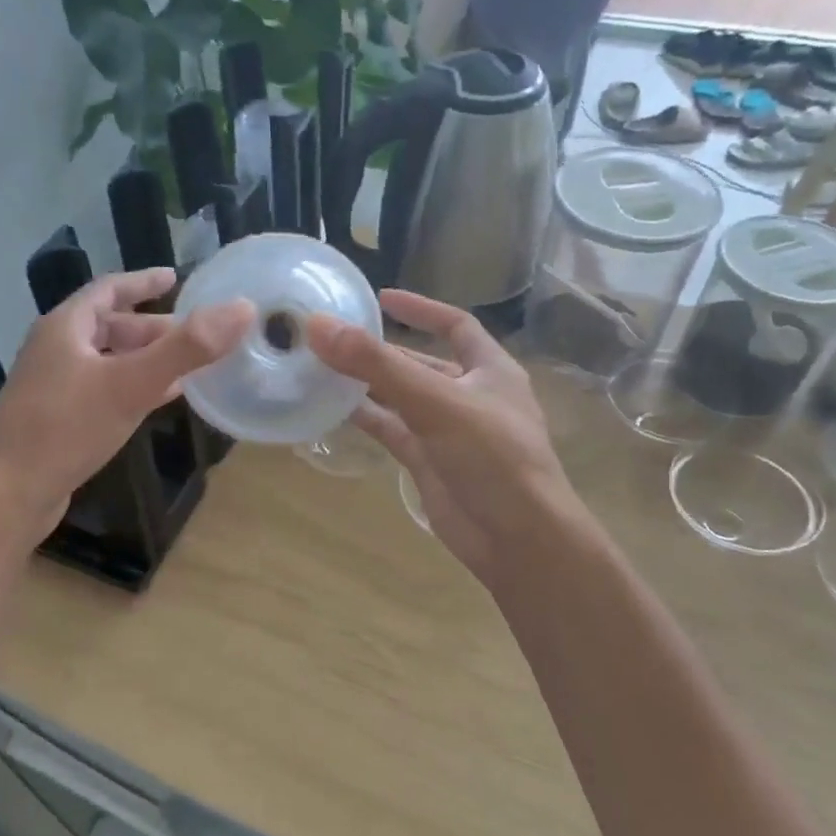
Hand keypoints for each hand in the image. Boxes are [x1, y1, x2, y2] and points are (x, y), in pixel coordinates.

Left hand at [0, 269, 251, 541]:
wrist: (8, 492)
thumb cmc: (66, 428)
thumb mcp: (131, 384)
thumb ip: (187, 348)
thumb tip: (242, 309)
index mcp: (66, 327)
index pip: (109, 289)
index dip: (144, 282)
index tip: (176, 278)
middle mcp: (56, 349)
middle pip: (110, 326)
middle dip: (153, 328)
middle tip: (195, 335)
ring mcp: (53, 386)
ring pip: (107, 360)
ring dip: (145, 359)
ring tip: (186, 367)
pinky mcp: (56, 419)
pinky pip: (102, 389)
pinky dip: (132, 386)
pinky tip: (156, 401)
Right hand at [307, 289, 588, 584]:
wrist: (515, 537)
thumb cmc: (492, 457)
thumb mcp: (437, 402)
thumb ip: (378, 365)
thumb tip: (320, 326)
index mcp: (490, 369)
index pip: (455, 325)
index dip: (421, 309)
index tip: (380, 298)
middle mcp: (469, 395)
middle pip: (420, 362)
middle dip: (381, 350)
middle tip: (333, 337)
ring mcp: (447, 431)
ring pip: (401, 398)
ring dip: (367, 384)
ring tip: (322, 368)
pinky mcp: (428, 462)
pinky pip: (392, 430)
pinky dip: (366, 418)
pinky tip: (332, 408)